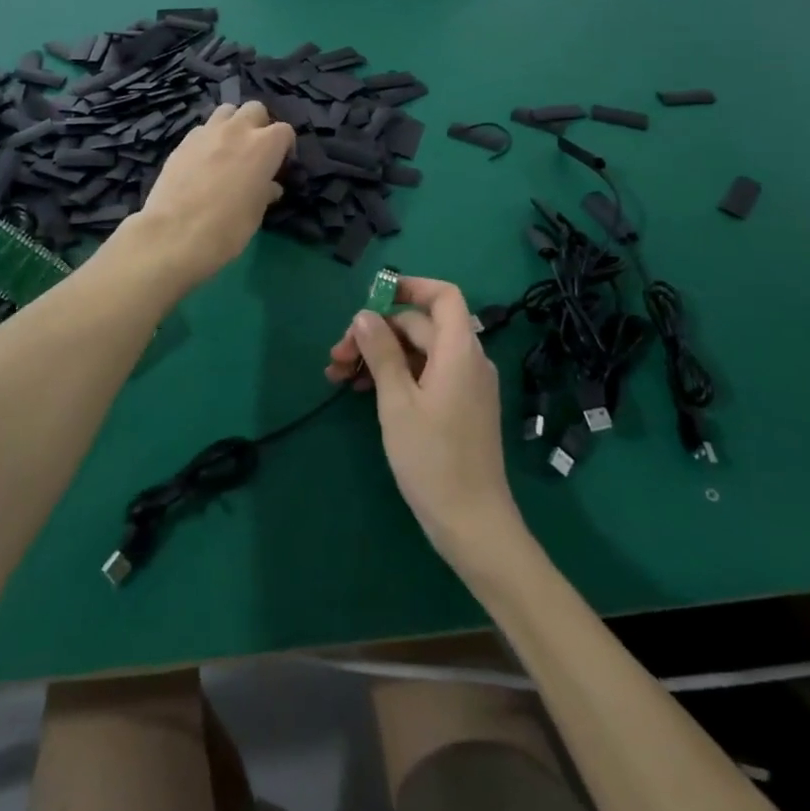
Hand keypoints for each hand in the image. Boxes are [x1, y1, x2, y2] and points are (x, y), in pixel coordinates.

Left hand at [127, 101, 294, 295]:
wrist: (174, 234)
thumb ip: (265, 192)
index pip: (284, 131)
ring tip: (229, 150)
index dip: (284, 147)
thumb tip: (269, 187)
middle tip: (255, 152)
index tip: (279, 166)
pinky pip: (202, 130)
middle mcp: (237, 130)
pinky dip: (209, 139)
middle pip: (255, 109)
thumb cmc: (227, 228)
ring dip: (232, 124)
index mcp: (263, 146)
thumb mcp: (255, 214)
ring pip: (226, 111)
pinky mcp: (182, 142)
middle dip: (259, 125)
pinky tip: (203, 162)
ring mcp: (206, 133)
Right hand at [324, 277, 524, 571]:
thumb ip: (381, 353)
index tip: (373, 297)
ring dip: (382, 356)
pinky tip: (366, 392)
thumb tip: (364, 315)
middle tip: (337, 357)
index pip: (444, 296)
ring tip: (341, 376)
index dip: (410, 287)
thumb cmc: (432, 459)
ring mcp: (467, 385)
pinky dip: (398, 375)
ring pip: (421, 352)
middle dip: (377, 333)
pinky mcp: (461, 407)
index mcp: (459, 351)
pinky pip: (428, 374)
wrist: (473, 523)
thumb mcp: (397, 402)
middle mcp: (469, 360)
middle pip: (422, 326)